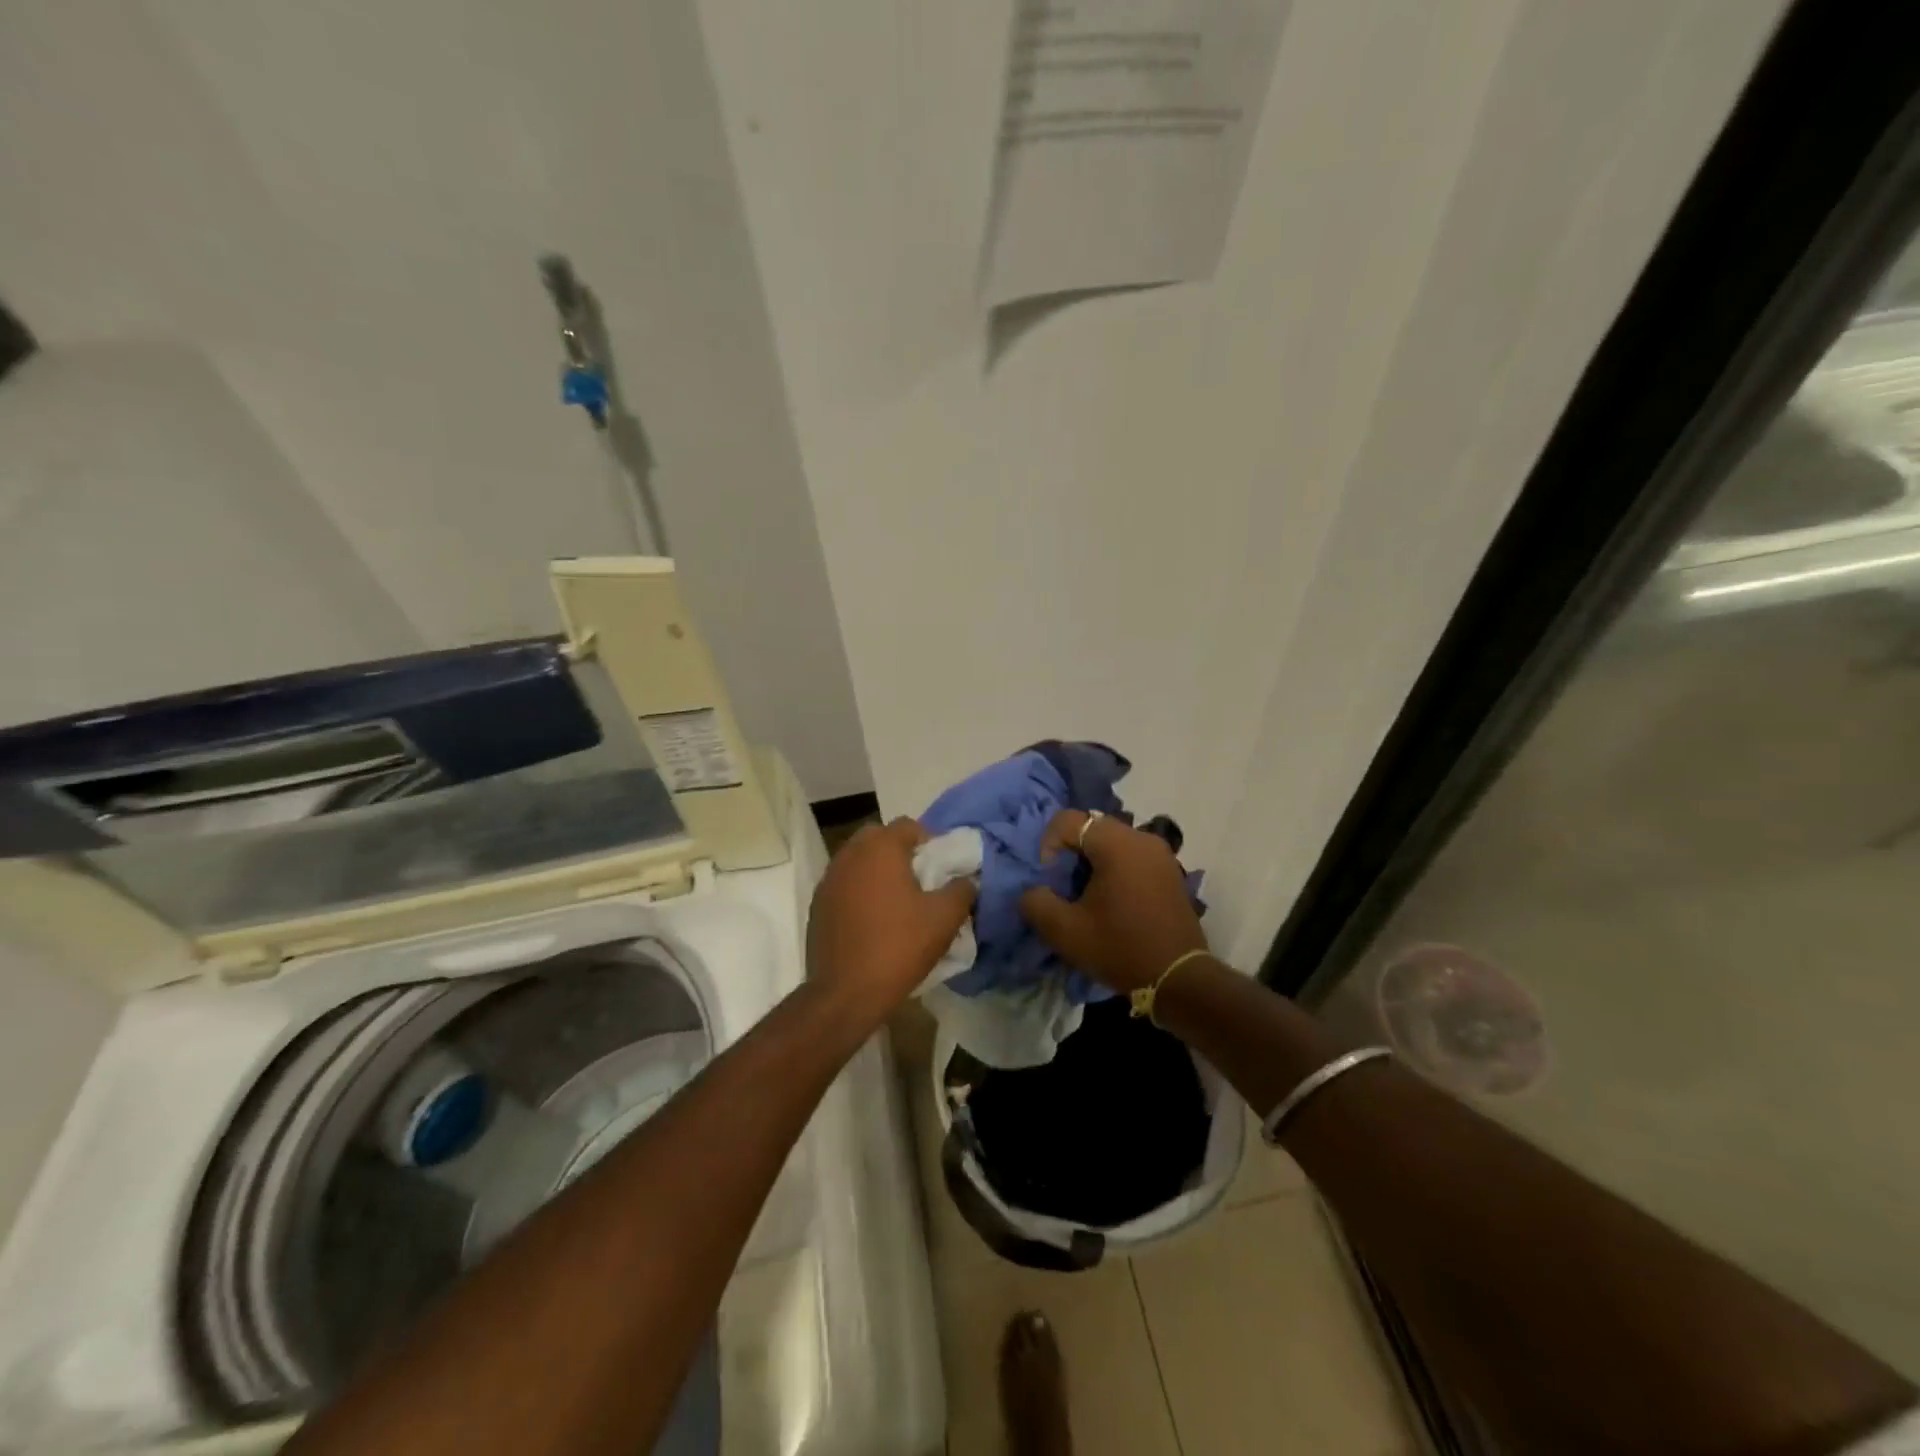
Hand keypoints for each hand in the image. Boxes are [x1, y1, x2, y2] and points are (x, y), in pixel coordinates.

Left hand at [806, 817, 975, 1022]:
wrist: (845, 992)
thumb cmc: (899, 947)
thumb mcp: (944, 919)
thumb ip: (962, 890)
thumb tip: (966, 880)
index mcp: (880, 848)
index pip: (908, 825)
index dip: (929, 841)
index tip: (940, 867)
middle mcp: (850, 854)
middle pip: (879, 838)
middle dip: (899, 852)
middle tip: (919, 881)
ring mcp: (829, 879)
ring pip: (858, 861)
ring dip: (877, 871)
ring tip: (896, 902)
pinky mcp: (817, 904)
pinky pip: (844, 885)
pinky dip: (858, 892)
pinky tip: (872, 920)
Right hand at [1019, 811, 1206, 992]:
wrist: (1179, 979)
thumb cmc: (1120, 948)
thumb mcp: (1065, 931)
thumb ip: (1036, 903)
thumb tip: (1033, 891)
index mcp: (1117, 844)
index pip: (1068, 820)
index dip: (1048, 845)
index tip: (1051, 879)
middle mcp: (1142, 838)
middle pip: (1092, 828)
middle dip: (1071, 853)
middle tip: (1065, 887)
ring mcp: (1161, 854)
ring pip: (1113, 842)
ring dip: (1093, 861)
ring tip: (1087, 896)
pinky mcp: (1170, 871)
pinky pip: (1132, 856)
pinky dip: (1115, 869)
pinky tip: (1113, 901)